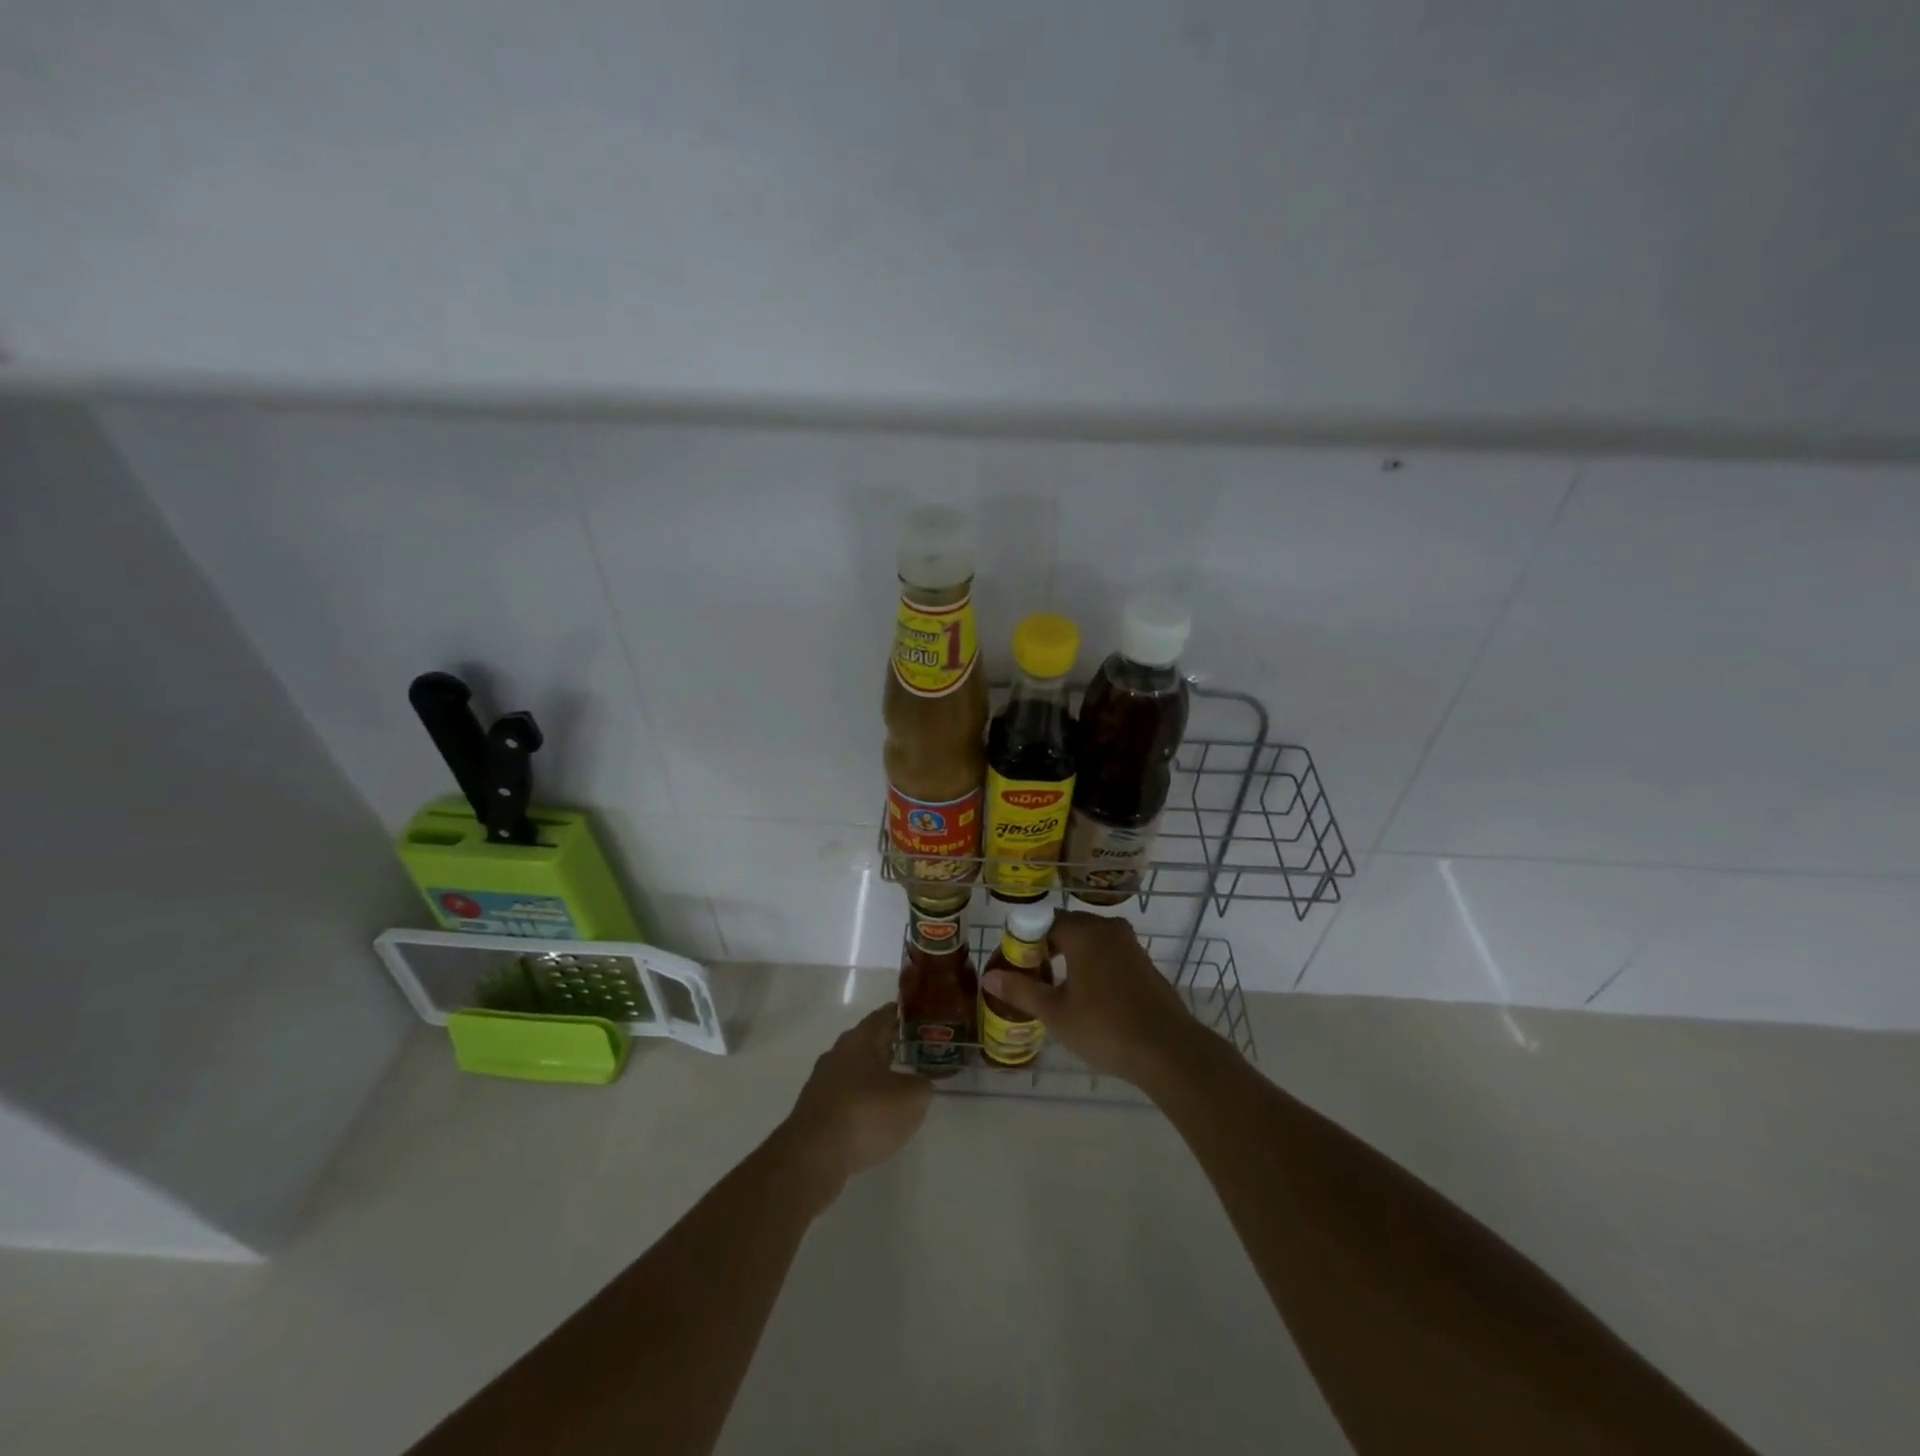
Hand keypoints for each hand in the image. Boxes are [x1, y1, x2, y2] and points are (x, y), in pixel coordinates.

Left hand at [780, 1003, 932, 1200]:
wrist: (813, 1156)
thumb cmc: (866, 1114)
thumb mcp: (912, 1098)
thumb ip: (922, 1084)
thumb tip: (918, 1083)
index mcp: (861, 1038)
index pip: (885, 1015)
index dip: (904, 1015)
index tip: (921, 1019)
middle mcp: (839, 1052)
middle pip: (868, 1041)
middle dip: (890, 1045)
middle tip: (914, 1053)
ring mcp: (823, 1081)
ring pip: (855, 1068)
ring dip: (874, 1075)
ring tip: (897, 1088)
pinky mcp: (814, 1109)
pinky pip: (845, 1095)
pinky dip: (861, 1099)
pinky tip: (873, 1117)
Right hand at [980, 911, 1204, 1088]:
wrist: (1168, 1050)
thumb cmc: (1105, 1027)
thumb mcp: (1056, 1013)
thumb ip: (1022, 990)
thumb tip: (989, 977)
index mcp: (1084, 932)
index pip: (1044, 922)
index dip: (1025, 941)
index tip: (1014, 965)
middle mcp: (1108, 928)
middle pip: (1068, 928)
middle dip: (1047, 948)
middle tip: (1031, 978)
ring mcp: (1130, 944)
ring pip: (1090, 941)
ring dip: (1070, 957)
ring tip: (1055, 989)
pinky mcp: (1144, 963)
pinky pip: (1108, 953)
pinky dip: (1092, 965)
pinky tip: (1087, 996)